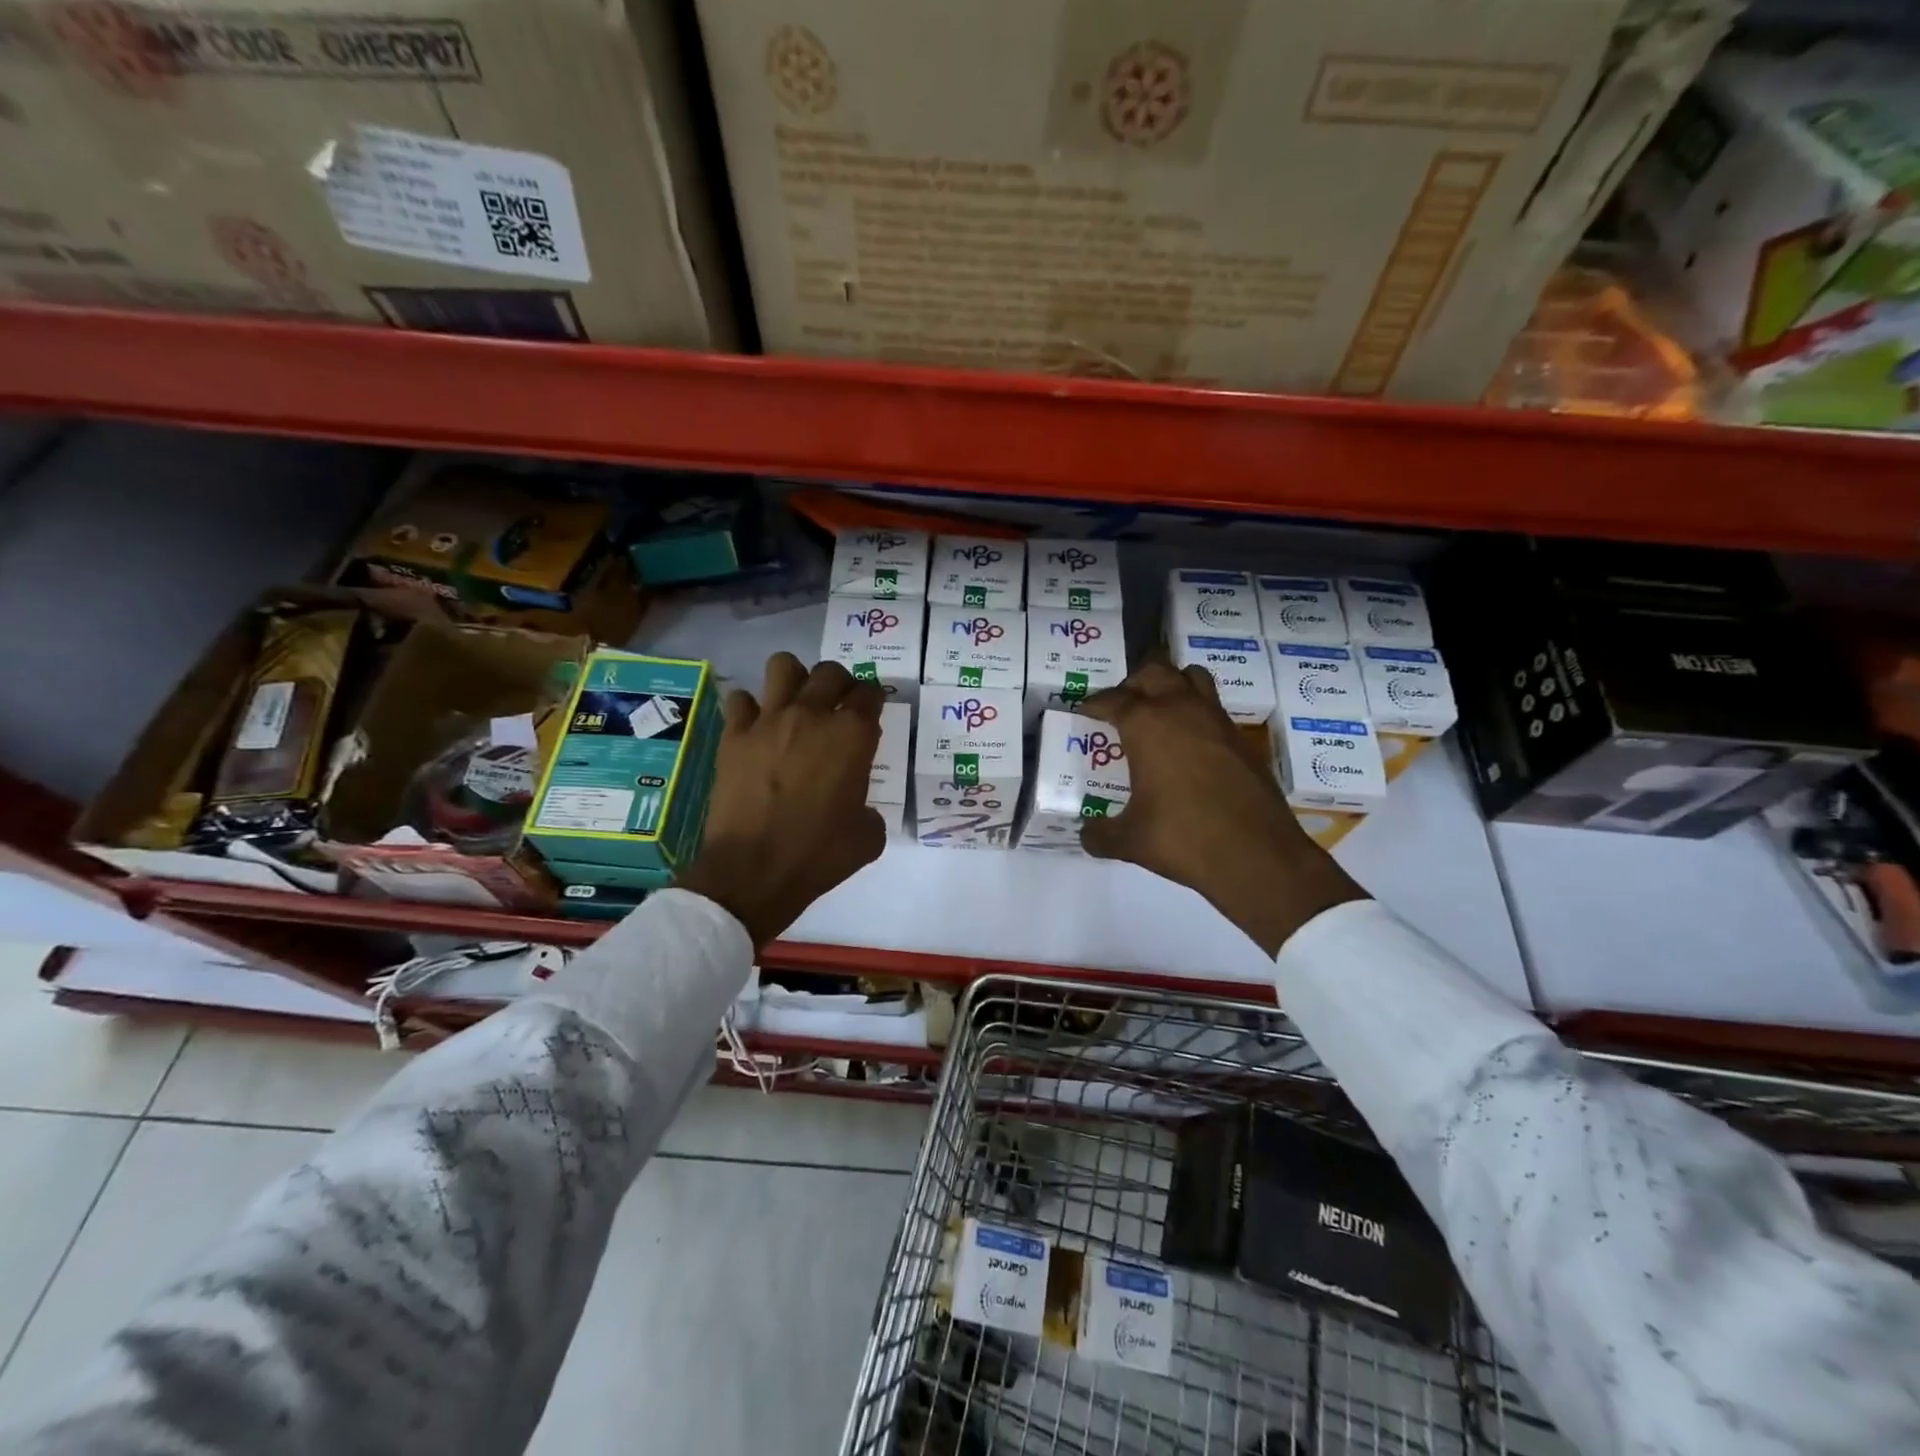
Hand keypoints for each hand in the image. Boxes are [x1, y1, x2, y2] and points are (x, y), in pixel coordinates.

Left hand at [676, 653, 886, 948]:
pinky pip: (740, 700)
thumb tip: (857, 806)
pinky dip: (749, 708)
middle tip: (837, 707)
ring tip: (795, 703)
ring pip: (783, 666)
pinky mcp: (734, 736)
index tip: (871, 712)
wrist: (754, 871)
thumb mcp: (868, 837)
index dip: (874, 700)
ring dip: (794, 679)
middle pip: (831, 672)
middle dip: (840, 684)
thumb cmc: (819, 855)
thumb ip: (869, 809)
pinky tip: (755, 728)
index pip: (870, 694)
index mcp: (853, 736)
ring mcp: (769, 721)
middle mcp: (812, 715)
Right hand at [1079, 660, 1365, 956]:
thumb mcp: (1130, 841)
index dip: (1095, 703)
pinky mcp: (1241, 739)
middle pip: (1154, 671)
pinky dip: (1196, 712)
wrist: (1257, 855)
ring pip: (1191, 677)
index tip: (1086, 710)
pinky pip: (1213, 707)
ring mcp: (1216, 720)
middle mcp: (1181, 710)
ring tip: (1158, 710)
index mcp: (1146, 725)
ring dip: (1171, 684)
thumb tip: (1086, 835)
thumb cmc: (1183, 838)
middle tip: (1121, 706)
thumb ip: (1100, 834)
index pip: (1113, 699)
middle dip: (1133, 683)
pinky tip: (1189, 744)